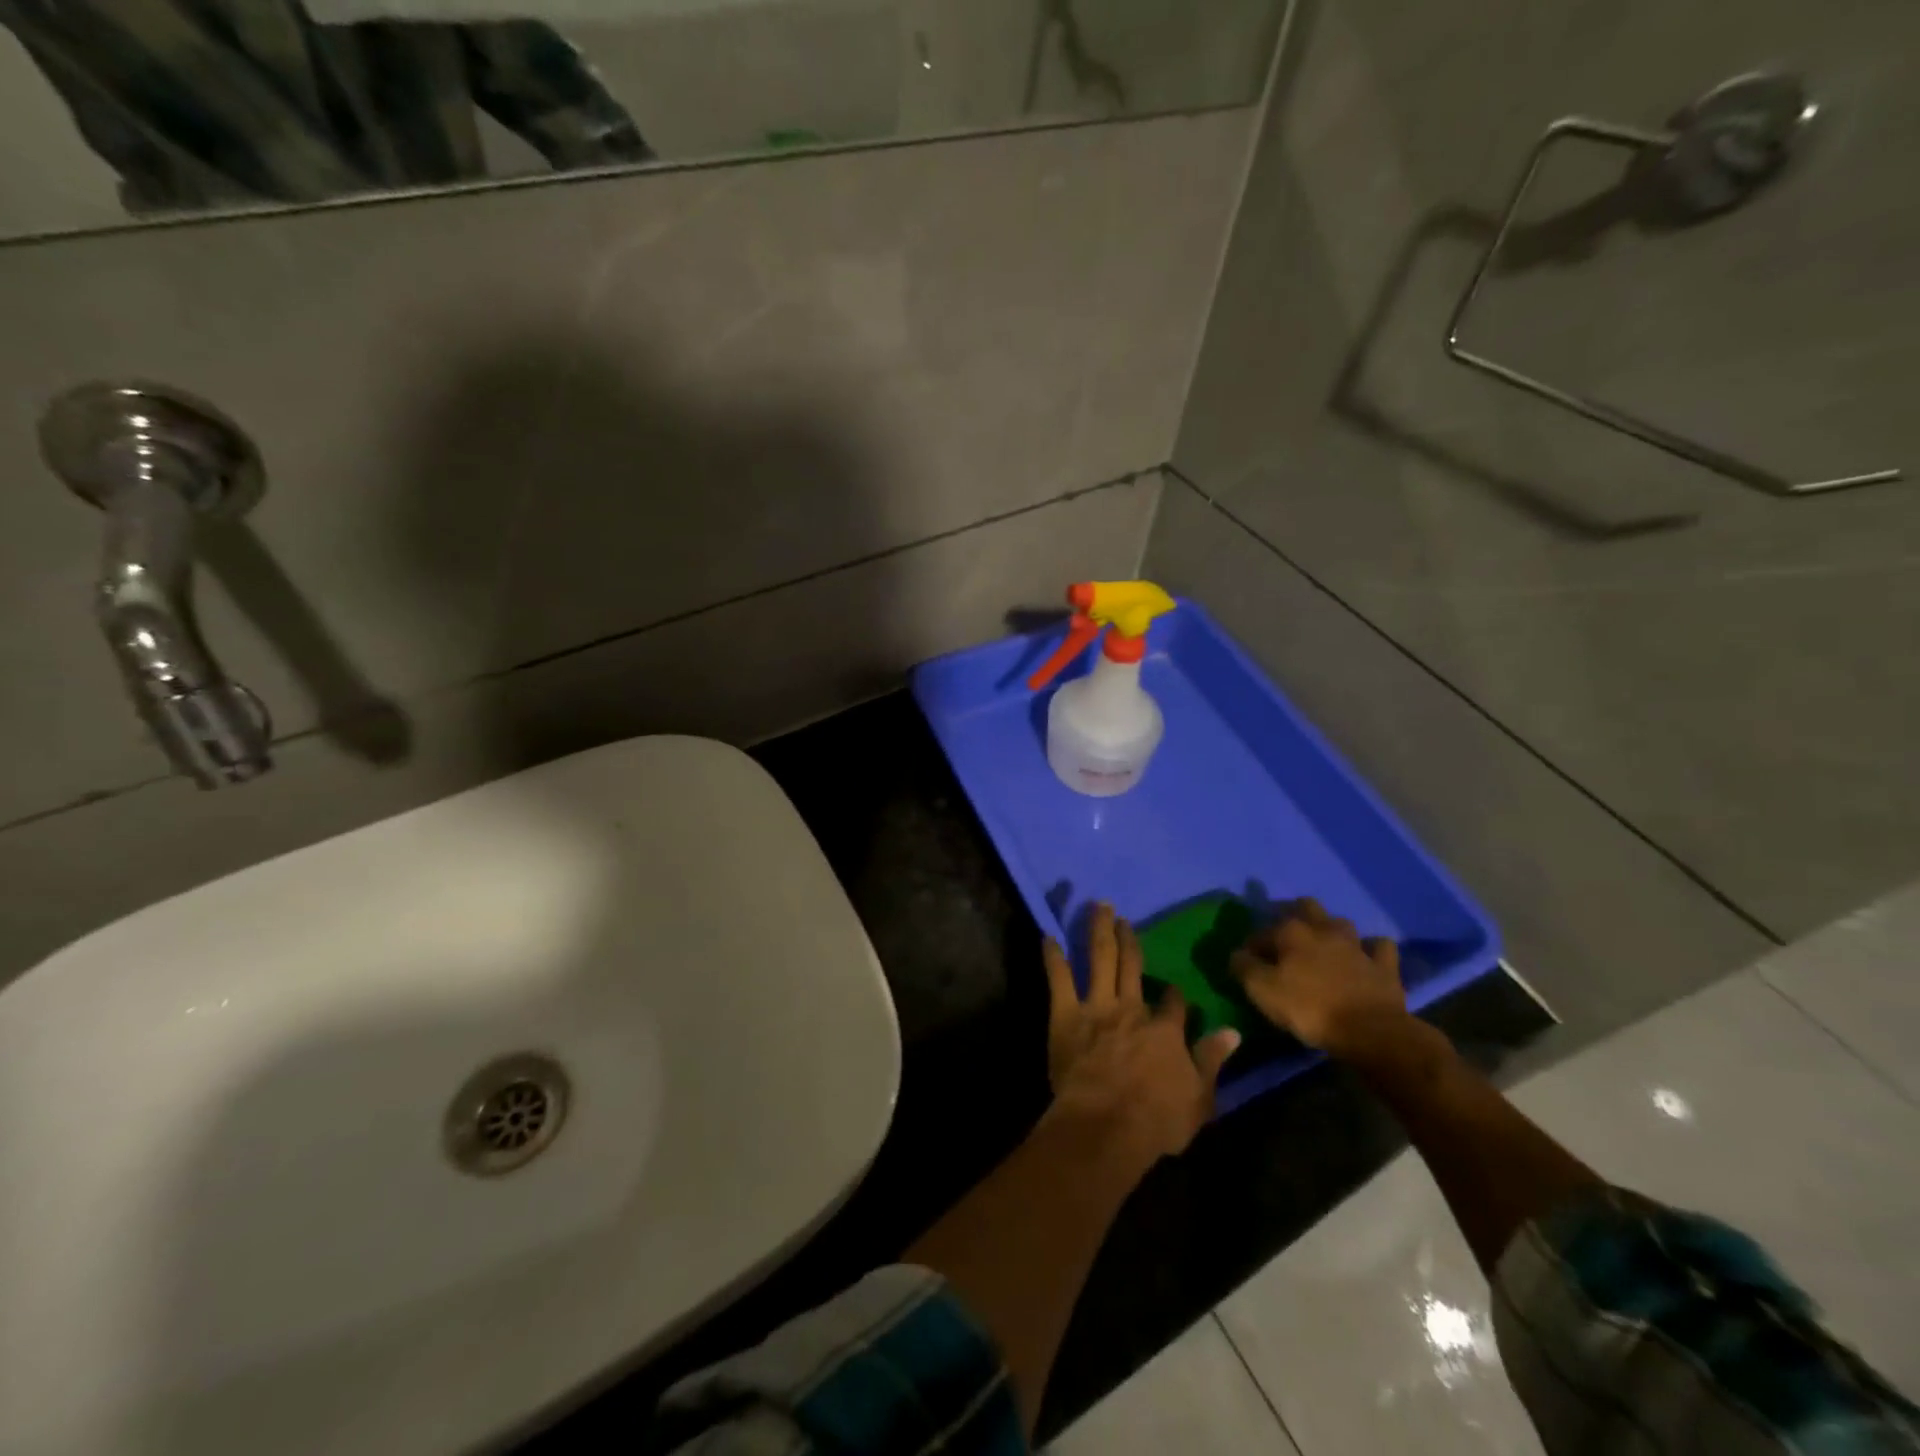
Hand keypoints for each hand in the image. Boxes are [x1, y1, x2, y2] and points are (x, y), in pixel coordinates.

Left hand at [1042, 903, 1239, 1166]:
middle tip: (1124, 918)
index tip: (1174, 991)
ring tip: (1098, 907)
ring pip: (1100, 958)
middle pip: (1132, 966)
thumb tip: (1233, 1032)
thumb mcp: (1198, 1099)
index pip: (1174, 1002)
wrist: (1105, 1125)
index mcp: (1164, 1029)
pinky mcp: (1066, 1015)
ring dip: (1099, 930)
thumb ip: (1211, 1061)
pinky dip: (1053, 957)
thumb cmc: (1156, 1121)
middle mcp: (1131, 1008)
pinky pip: (1059, 979)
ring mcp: (1097, 1007)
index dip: (1174, 995)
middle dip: (1129, 940)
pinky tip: (1048, 936)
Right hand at [1230, 898, 1409, 1057]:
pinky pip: (1379, 947)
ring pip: (1341, 922)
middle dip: (1294, 913)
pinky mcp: (1384, 965)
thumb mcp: (1262, 990)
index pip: (1262, 932)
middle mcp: (1323, 929)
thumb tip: (1237, 954)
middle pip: (1306, 907)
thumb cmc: (1309, 1008)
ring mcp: (1357, 945)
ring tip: (1323, 943)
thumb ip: (1244, 967)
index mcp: (1291, 932)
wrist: (1370, 1032)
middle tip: (1285, 935)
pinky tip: (1366, 956)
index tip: (1247, 962)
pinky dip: (1372, 949)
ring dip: (1331, 929)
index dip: (1252, 945)